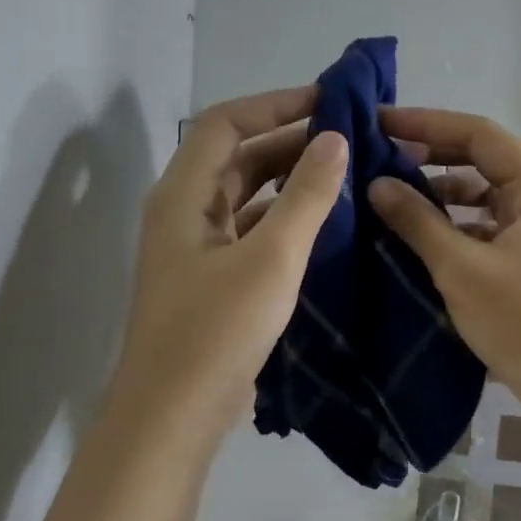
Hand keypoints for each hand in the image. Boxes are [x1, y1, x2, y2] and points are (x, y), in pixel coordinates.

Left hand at [109, 87, 346, 443]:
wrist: (172, 418)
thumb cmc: (216, 332)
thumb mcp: (271, 259)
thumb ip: (306, 197)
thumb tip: (335, 138)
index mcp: (182, 196)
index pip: (225, 124)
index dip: (275, 105)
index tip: (329, 102)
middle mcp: (183, 213)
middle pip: (236, 159)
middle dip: (288, 142)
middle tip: (348, 139)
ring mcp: (196, 250)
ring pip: (245, 198)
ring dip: (288, 182)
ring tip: (345, 176)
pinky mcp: (211, 281)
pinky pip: (250, 233)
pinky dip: (284, 221)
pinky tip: (324, 227)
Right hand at [367, 108, 520, 411]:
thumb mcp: (461, 268)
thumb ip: (417, 220)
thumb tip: (376, 183)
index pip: (478, 133)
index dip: (426, 123)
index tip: (378, 122)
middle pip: (481, 158)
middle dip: (430, 155)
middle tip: (376, 155)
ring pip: (482, 192)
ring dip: (439, 191)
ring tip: (388, 193)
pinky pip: (487, 222)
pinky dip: (454, 222)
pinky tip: (417, 232)